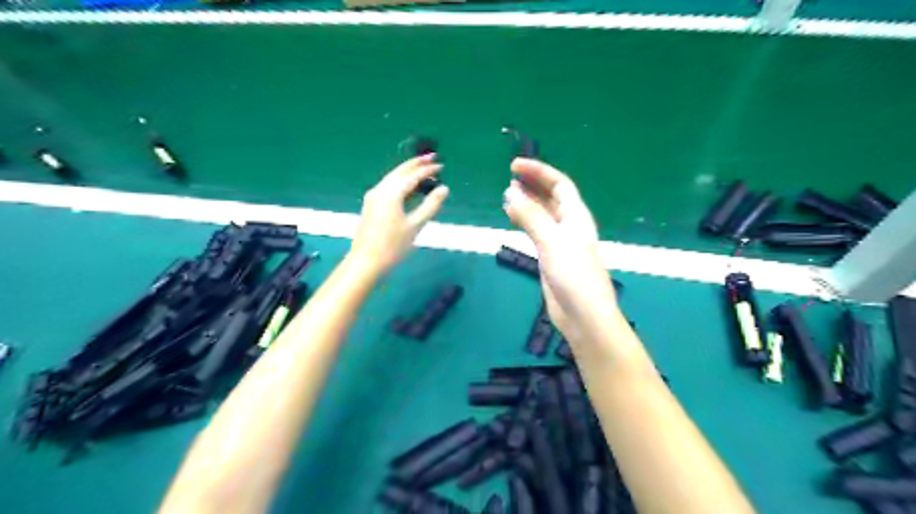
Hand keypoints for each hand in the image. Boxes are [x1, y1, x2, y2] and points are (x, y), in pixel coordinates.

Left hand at [352, 154, 447, 272]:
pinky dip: (400, 182)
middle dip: (415, 163)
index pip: (412, 176)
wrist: (365, 262)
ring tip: (422, 168)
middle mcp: (379, 190)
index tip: (441, 166)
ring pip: (392, 178)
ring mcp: (373, 197)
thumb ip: (430, 205)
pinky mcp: (371, 205)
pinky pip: (388, 186)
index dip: (427, 170)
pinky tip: (408, 187)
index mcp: (391, 193)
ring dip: (407, 172)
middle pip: (399, 171)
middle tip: (431, 157)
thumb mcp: (415, 226)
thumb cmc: (392, 246)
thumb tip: (444, 188)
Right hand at [504, 157, 617, 340]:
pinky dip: (524, 221)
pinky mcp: (550, 256)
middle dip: (532, 185)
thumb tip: (511, 193)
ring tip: (506, 195)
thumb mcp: (552, 241)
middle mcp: (569, 225)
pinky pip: (536, 231)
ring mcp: (559, 241)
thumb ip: (532, 217)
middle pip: (551, 197)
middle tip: (509, 178)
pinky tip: (512, 218)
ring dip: (526, 203)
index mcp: (576, 216)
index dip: (539, 171)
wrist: (583, 314)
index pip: (559, 184)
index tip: (514, 165)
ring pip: (542, 214)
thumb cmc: (573, 275)